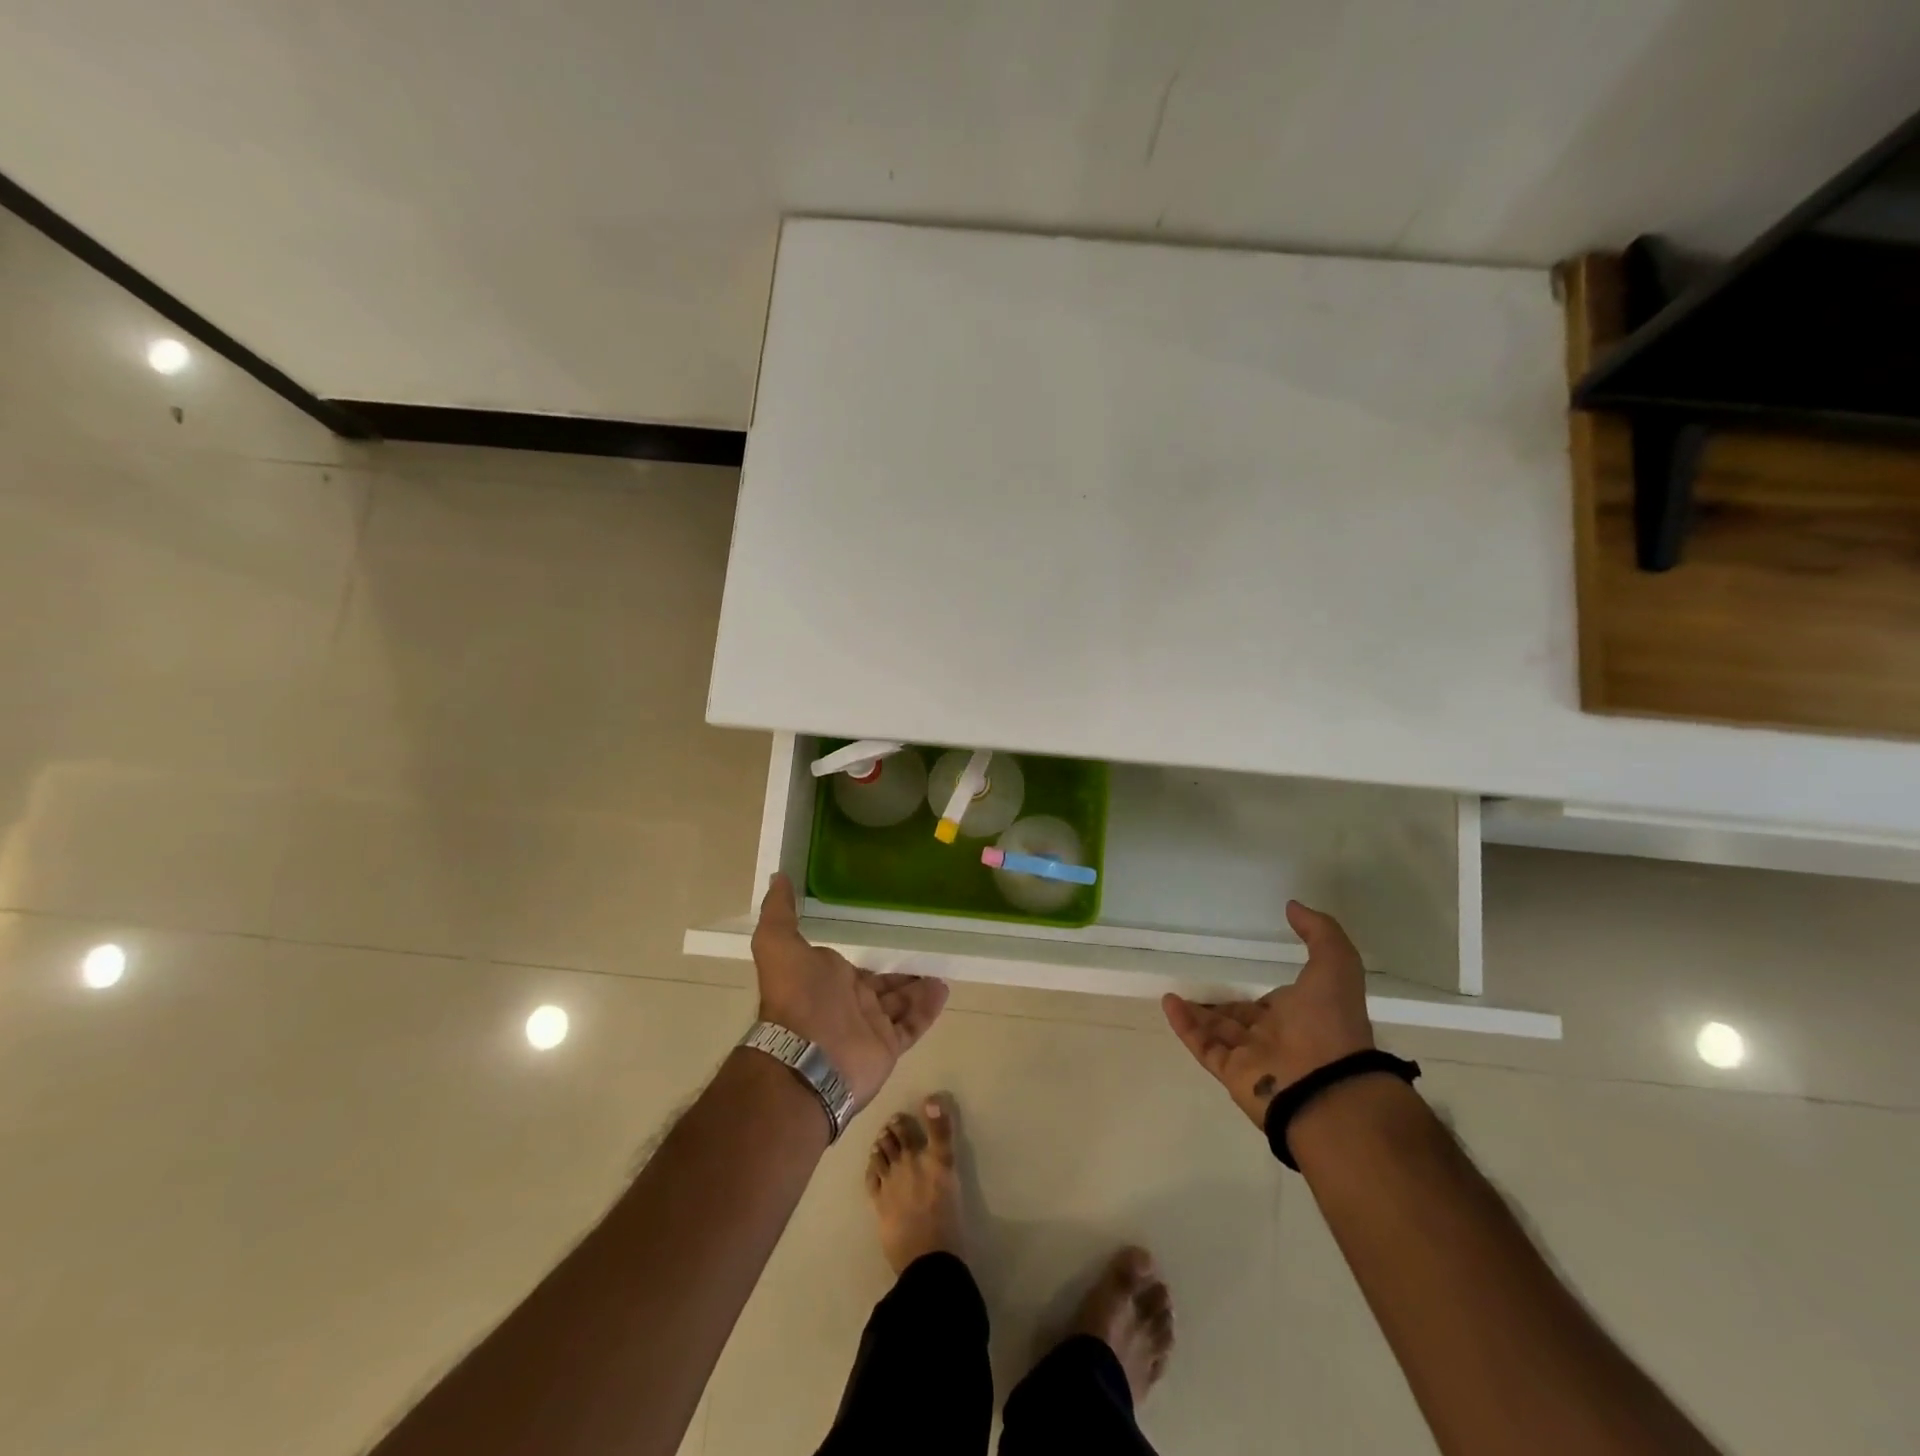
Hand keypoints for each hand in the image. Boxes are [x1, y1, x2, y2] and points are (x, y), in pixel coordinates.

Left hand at [751, 873, 949, 1110]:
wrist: (806, 1056)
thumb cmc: (796, 996)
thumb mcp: (777, 943)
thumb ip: (779, 912)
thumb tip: (777, 876)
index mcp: (827, 980)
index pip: (856, 967)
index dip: (871, 956)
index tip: (891, 938)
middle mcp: (849, 1003)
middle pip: (881, 986)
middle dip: (900, 974)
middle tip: (926, 954)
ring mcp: (870, 1027)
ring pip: (900, 1004)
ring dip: (918, 989)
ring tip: (940, 970)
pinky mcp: (888, 1047)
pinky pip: (913, 1025)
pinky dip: (927, 1010)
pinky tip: (943, 989)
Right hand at [1162, 900, 1374, 1126]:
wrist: (1328, 1088)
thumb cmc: (1331, 1024)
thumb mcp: (1336, 965)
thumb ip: (1319, 933)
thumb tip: (1293, 906)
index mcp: (1300, 1016)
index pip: (1271, 1003)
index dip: (1257, 992)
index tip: (1238, 976)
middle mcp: (1275, 1038)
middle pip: (1240, 1020)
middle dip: (1222, 1006)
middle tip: (1199, 987)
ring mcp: (1252, 1058)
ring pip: (1217, 1032)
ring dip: (1197, 1014)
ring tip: (1173, 995)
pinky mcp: (1232, 1073)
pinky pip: (1203, 1045)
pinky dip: (1185, 1025)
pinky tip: (1169, 1003)